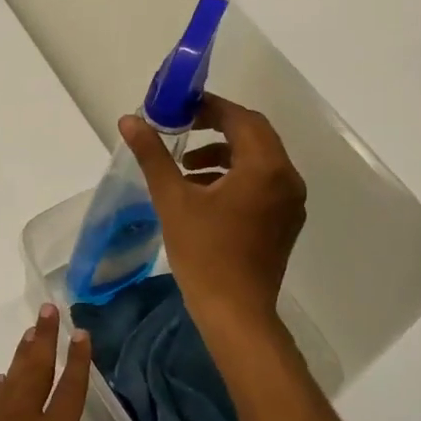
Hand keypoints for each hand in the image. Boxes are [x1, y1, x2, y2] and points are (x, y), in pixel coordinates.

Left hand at [0, 306, 98, 420]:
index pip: (70, 392)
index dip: (78, 362)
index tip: (81, 334)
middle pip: (36, 370)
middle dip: (44, 338)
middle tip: (49, 310)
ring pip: (13, 378)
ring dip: (23, 354)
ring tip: (31, 333)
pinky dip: (2, 384)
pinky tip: (4, 379)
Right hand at [120, 93, 306, 340]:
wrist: (235, 313)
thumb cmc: (204, 252)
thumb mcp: (172, 199)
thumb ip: (153, 154)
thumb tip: (130, 120)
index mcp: (265, 168)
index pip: (241, 119)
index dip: (210, 107)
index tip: (178, 107)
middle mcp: (286, 179)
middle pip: (254, 135)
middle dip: (216, 127)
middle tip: (180, 127)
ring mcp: (290, 203)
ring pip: (258, 160)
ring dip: (223, 153)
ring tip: (184, 166)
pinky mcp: (284, 222)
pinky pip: (262, 183)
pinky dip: (234, 176)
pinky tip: (201, 192)